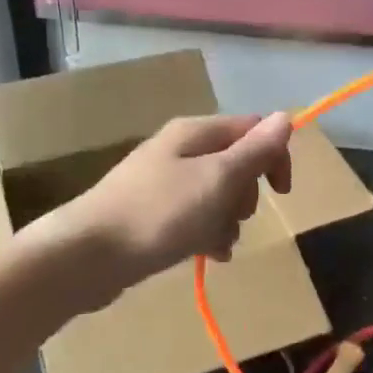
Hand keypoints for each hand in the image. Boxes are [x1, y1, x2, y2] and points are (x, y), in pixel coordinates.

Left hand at [35, 112, 294, 298]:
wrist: (88, 254)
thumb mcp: (216, 180)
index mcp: (195, 133)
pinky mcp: (152, 212)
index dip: (273, 157)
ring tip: (215, 244)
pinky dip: (206, 234)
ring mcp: (163, 182)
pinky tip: (206, 255)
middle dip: (245, 195)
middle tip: (235, 217)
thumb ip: (253, 151)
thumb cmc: (159, 213)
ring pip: (216, 195)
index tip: (280, 193)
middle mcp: (179, 150)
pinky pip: (194, 217)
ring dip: (227, 220)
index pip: (252, 129)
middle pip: (235, 164)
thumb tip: (285, 116)